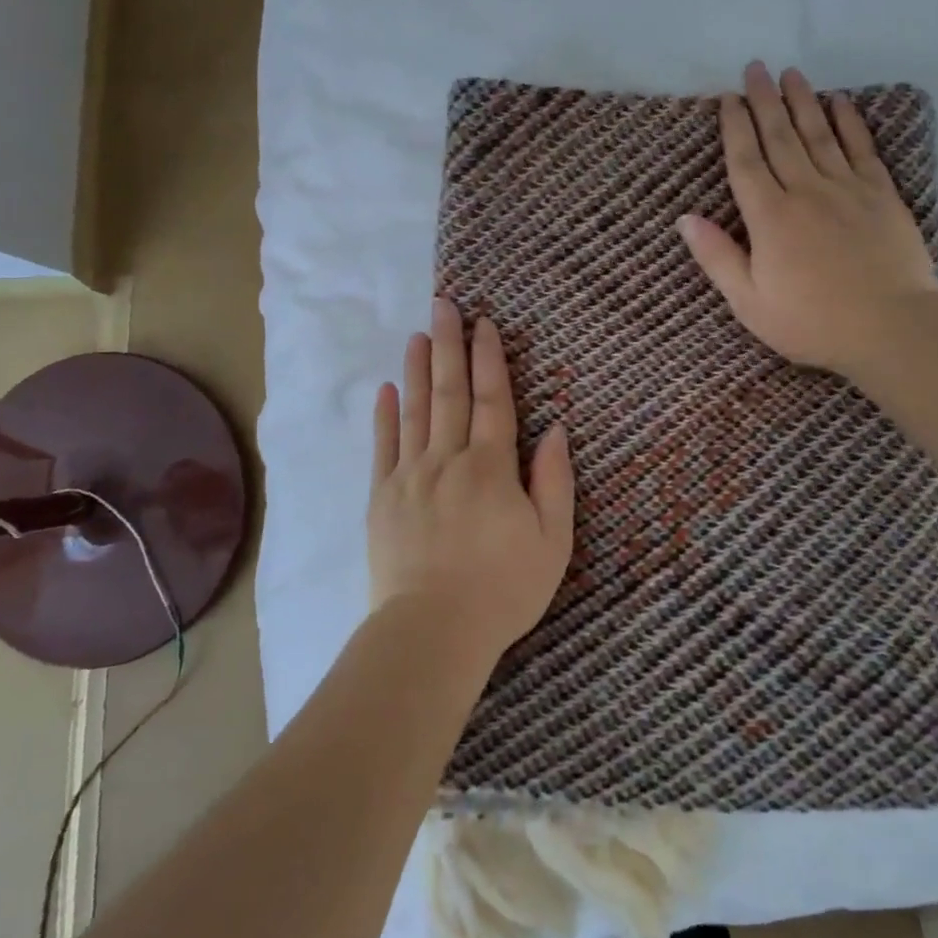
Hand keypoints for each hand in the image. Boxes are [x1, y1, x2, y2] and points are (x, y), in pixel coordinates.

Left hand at [368, 298, 575, 670]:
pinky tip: (386, 389)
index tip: (485, 324)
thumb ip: (554, 481)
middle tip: (444, 305)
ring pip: (415, 411)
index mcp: (491, 468)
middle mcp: (448, 460)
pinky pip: (383, 447)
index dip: (490, 360)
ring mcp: (410, 477)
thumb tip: (556, 430)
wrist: (432, 631)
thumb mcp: (552, 541)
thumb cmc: (503, 589)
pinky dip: (385, 416)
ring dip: (419, 370)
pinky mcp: (382, 498)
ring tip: (419, 335)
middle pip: (450, 393)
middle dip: (450, 346)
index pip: (493, 401)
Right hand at [678, 61, 937, 380]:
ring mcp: (847, 189)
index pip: (746, 162)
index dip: (735, 128)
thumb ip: (717, 257)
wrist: (891, 327)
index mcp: (770, 218)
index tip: (728, 99)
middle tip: (755, 68)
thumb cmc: (811, 321)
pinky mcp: (880, 194)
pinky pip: (861, 148)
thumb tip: (685, 218)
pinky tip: (839, 102)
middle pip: (780, 137)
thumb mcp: (749, 302)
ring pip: (819, 134)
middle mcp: (806, 191)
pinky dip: (849, 122)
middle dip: (764, 101)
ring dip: (802, 101)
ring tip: (790, 74)